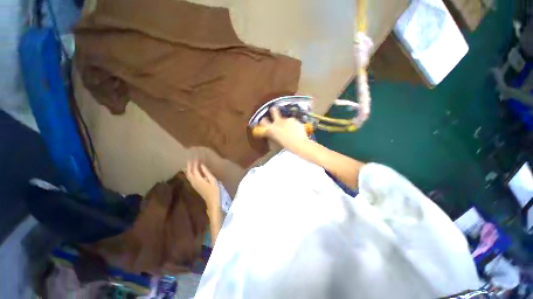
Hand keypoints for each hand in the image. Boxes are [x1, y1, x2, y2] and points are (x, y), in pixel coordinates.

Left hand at [186, 159, 219, 211]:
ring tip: (190, 163)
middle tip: (191, 158)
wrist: (213, 201)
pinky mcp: (195, 187)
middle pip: (189, 172)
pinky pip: (190, 178)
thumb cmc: (215, 190)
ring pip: (188, 175)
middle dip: (189, 165)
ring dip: (189, 169)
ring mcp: (194, 185)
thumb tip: (202, 165)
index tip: (196, 157)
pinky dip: (190, 173)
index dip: (194, 163)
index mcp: (198, 180)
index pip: (194, 169)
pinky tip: (192, 171)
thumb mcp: (213, 180)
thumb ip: (206, 172)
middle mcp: (194, 182)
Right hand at [260, 106, 308, 151]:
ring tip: (292, 129)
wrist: (299, 144)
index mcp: (271, 129)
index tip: (264, 120)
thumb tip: (272, 132)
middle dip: (273, 110)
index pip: (263, 121)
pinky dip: (294, 124)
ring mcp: (285, 120)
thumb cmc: (287, 146)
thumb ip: (274, 135)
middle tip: (273, 108)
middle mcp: (277, 122)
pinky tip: (297, 130)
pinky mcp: (293, 119)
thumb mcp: (277, 141)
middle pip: (274, 111)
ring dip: (286, 122)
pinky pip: (292, 121)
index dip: (263, 120)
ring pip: (285, 118)